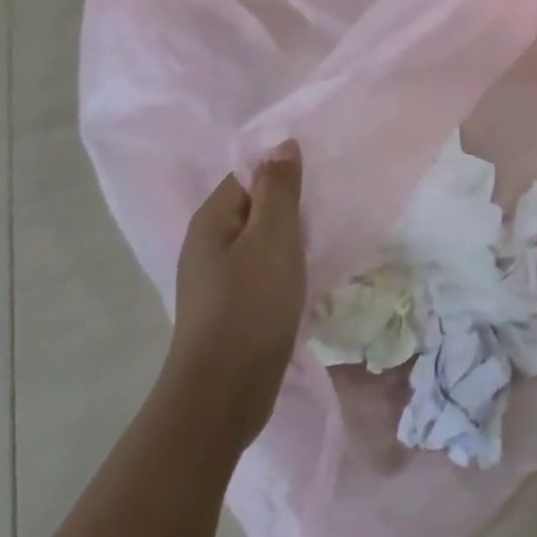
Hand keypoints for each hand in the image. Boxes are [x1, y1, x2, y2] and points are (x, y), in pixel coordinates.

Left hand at [167, 142, 305, 451]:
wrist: (224, 393)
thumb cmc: (250, 306)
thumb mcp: (272, 238)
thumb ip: (278, 188)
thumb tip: (282, 143)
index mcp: (211, 220)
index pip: (248, 174)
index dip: (282, 173)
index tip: (319, 181)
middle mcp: (208, 243)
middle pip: (255, 206)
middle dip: (290, 206)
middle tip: (328, 208)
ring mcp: (218, 278)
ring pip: (261, 240)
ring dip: (290, 238)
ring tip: (324, 239)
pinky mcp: (232, 306)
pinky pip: (262, 270)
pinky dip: (285, 266)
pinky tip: (307, 275)